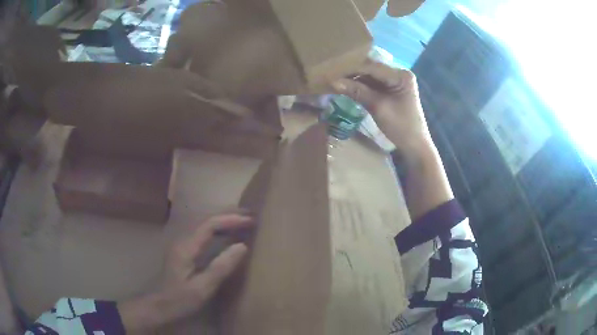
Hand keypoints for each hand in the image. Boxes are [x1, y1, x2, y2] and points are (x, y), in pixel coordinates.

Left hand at [118, 213, 252, 331]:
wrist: (161, 305)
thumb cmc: (182, 299)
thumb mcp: (203, 288)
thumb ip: (221, 267)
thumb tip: (242, 246)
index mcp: (187, 247)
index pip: (210, 224)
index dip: (231, 220)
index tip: (250, 221)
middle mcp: (183, 239)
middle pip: (207, 219)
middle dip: (229, 216)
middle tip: (251, 217)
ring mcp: (182, 243)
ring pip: (204, 224)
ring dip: (224, 220)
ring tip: (243, 221)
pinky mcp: (184, 249)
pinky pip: (203, 233)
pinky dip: (218, 229)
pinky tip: (227, 234)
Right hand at [331, 60, 432, 157]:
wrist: (414, 146)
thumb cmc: (401, 127)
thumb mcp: (378, 107)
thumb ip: (357, 92)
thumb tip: (333, 82)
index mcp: (401, 75)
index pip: (373, 67)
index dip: (352, 70)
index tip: (332, 74)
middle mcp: (399, 73)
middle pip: (371, 69)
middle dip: (353, 73)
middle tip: (333, 77)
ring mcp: (395, 81)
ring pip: (370, 76)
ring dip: (355, 79)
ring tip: (337, 83)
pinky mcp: (391, 89)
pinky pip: (373, 84)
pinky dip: (361, 86)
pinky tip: (348, 88)